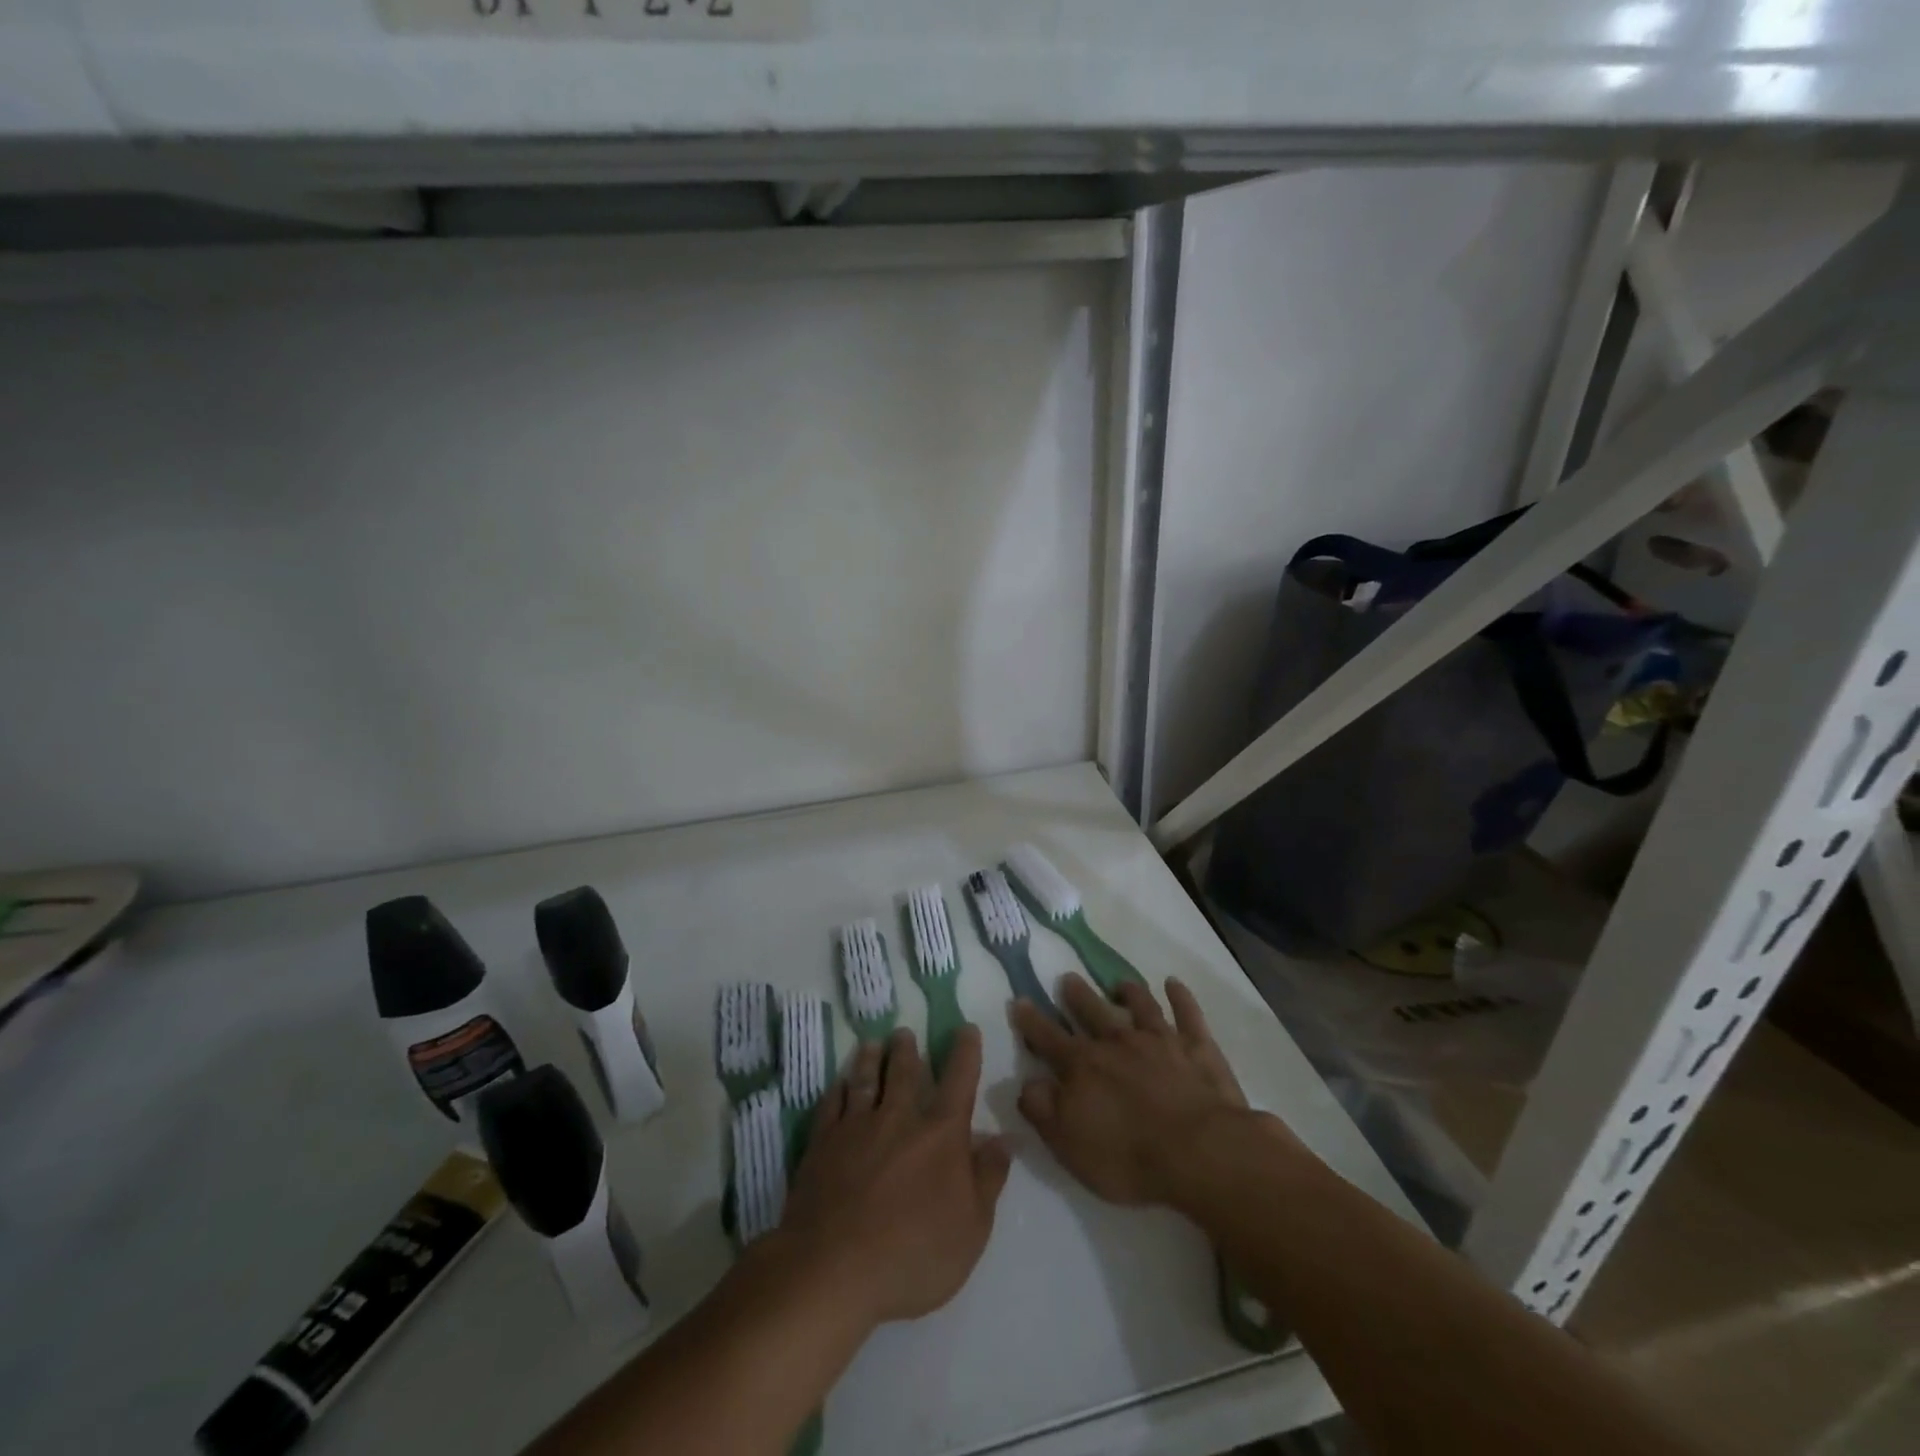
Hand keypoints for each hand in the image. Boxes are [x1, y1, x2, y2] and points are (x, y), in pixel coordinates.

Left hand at [779, 1025, 1010, 1328]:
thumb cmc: (913, 1255)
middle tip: (904, 1033)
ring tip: (872, 1044)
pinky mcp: (822, 1144)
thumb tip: (1003, 1139)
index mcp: (940, 1134)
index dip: (965, 1052)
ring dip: (871, 1060)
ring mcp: (856, 1128)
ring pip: (866, 1081)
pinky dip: (837, 1089)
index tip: (966, 1028)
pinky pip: (831, 1104)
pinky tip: (839, 1084)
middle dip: (906, 1049)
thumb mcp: (971, 1229)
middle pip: (904, 1072)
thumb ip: (988, 1179)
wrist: (833, 1270)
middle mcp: (898, 1118)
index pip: (958, 1081)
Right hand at [1013, 974, 1274, 1206]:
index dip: (1032, 1021)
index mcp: (1083, 1066)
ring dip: (1128, 992)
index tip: (1020, 1001)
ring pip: (1140, 1006)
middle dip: (1078, 996)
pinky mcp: (1197, 1048)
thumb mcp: (1069, 1145)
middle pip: (1093, 1012)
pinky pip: (1188, 1014)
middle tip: (1068, 978)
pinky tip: (1174, 984)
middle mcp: (1117, 1043)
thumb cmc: (1128, 1156)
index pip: (1048, 1038)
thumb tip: (1026, 1083)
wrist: (1199, 1153)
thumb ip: (1042, 1110)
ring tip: (1119, 983)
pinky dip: (1180, 997)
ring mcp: (1160, 1041)